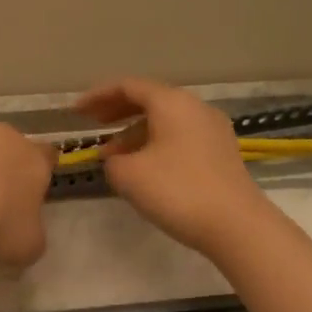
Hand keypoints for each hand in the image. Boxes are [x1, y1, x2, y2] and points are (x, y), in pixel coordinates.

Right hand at [75, 77, 276, 254]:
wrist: (235, 224)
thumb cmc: (177, 191)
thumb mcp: (128, 175)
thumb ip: (112, 160)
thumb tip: (116, 158)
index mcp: (171, 103)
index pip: (128, 86)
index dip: (98, 96)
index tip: (76, 111)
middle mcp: (194, 107)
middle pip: (149, 99)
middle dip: (117, 110)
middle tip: (92, 123)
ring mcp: (212, 129)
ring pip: (165, 121)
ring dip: (134, 133)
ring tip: (112, 156)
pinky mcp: (220, 152)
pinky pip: (179, 137)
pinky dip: (154, 144)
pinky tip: (142, 167)